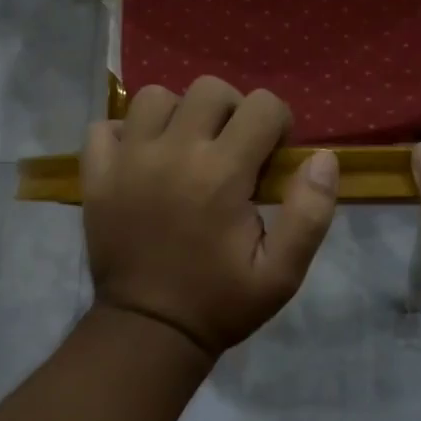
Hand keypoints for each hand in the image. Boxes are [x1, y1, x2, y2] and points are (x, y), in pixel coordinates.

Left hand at [83, 78, 339, 360]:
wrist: (149, 331)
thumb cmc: (221, 302)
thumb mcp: (282, 273)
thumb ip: (310, 214)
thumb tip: (323, 158)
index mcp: (222, 173)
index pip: (263, 105)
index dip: (278, 124)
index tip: (272, 156)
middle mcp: (173, 152)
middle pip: (209, 89)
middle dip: (232, 110)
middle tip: (232, 149)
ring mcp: (128, 160)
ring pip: (154, 97)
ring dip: (177, 114)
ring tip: (185, 148)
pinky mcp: (96, 174)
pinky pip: (104, 127)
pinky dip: (123, 134)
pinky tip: (141, 159)